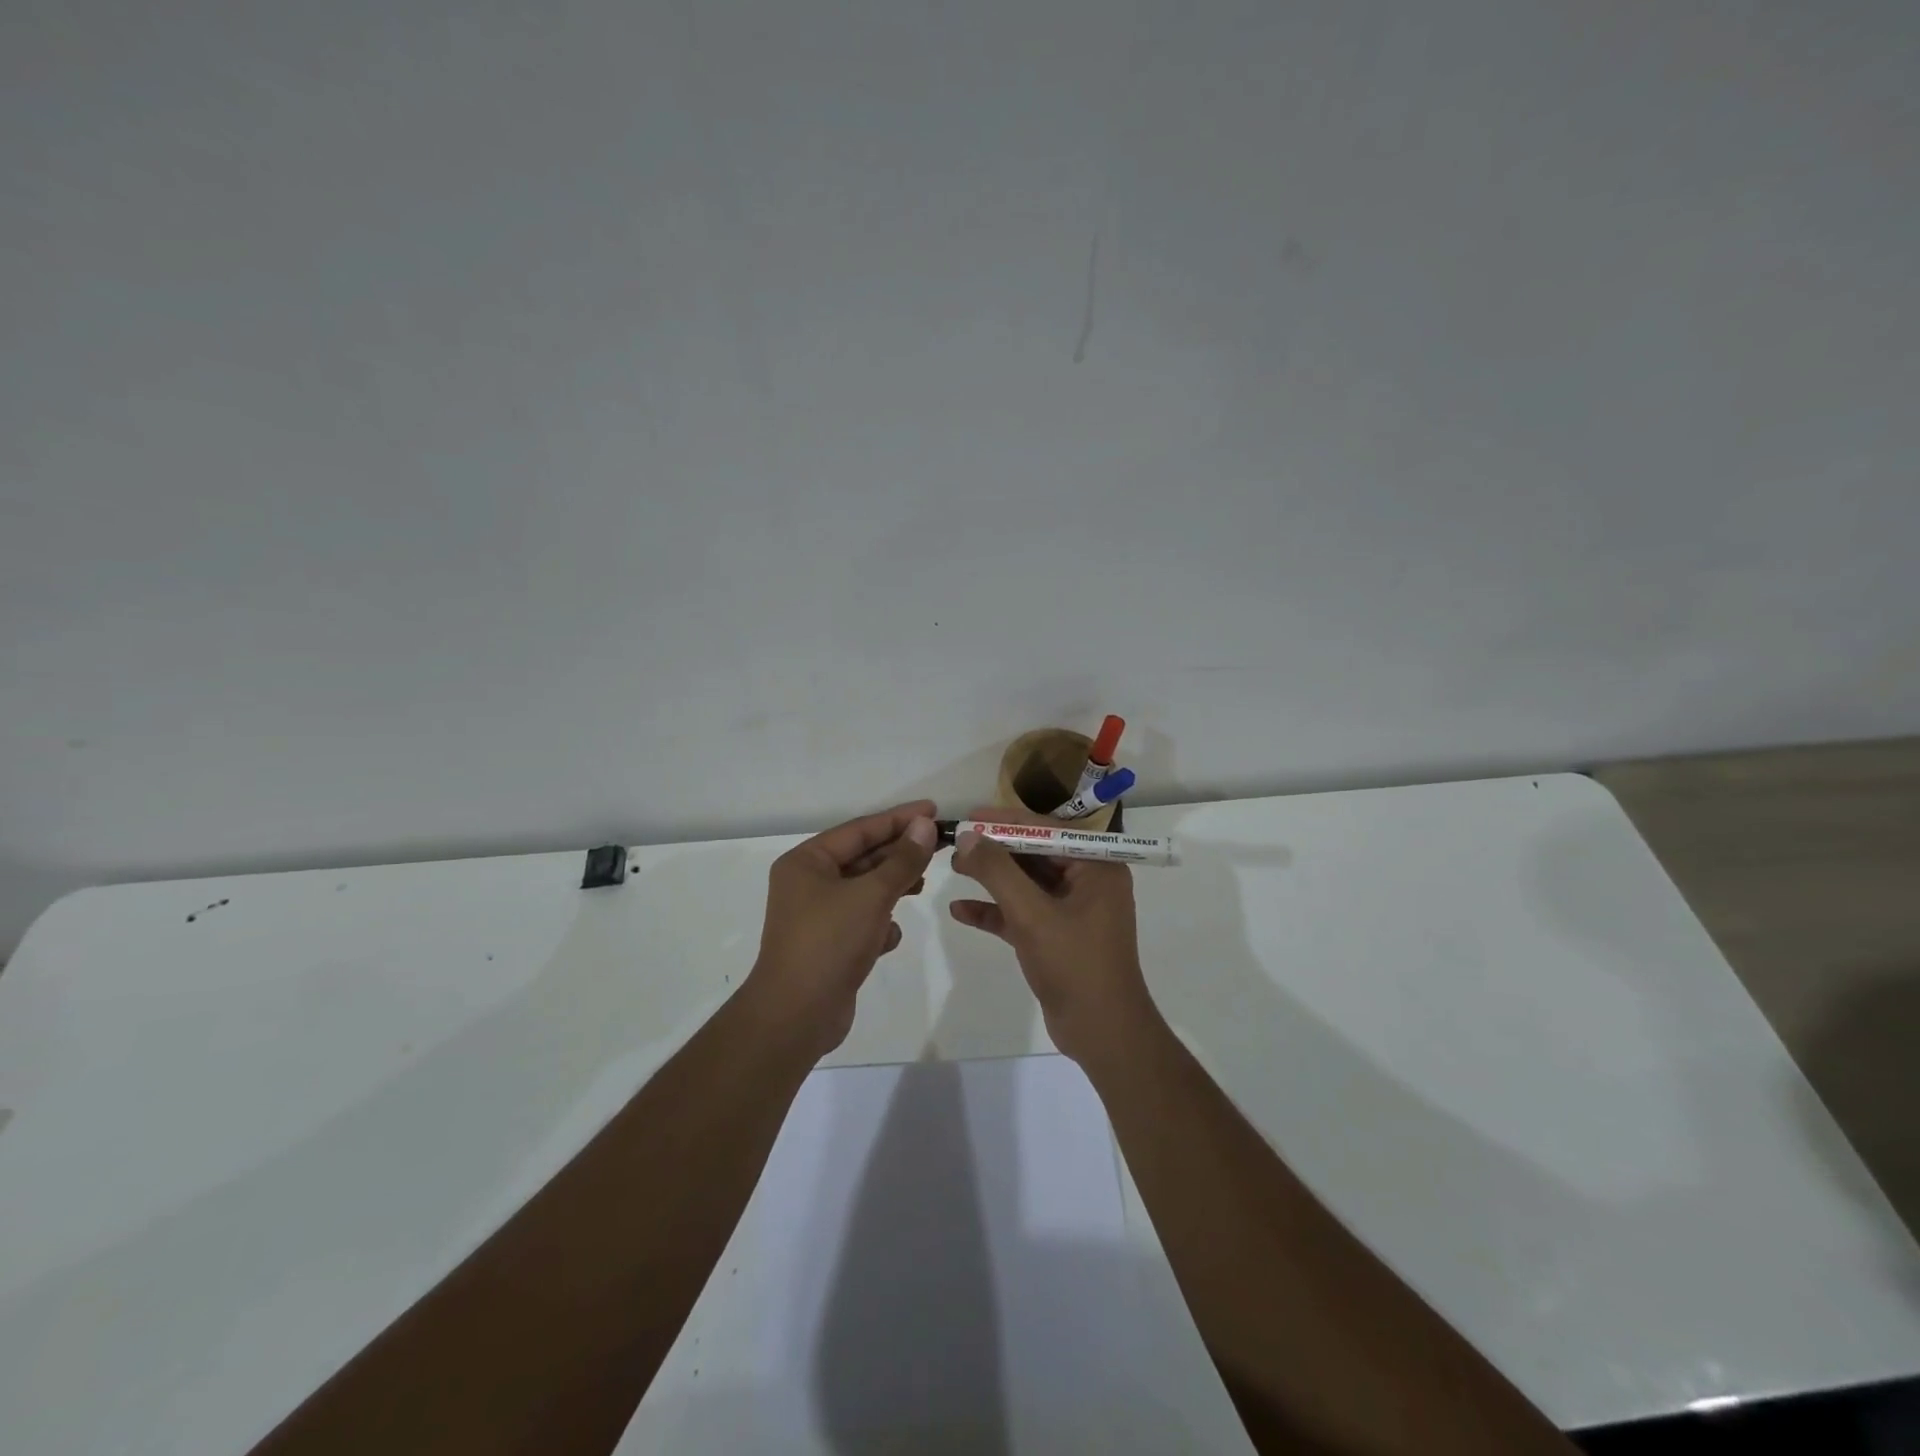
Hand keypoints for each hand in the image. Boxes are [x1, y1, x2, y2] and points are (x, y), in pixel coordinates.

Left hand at [747, 800, 938, 1058]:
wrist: (795, 1016)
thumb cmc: (829, 943)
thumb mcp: (872, 895)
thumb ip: (902, 860)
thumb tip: (924, 825)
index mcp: (807, 862)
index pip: (860, 829)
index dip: (899, 818)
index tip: (933, 810)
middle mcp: (808, 883)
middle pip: (862, 857)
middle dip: (899, 853)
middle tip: (939, 845)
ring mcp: (817, 916)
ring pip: (864, 890)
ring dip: (892, 887)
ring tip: (922, 884)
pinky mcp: (828, 945)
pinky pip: (860, 921)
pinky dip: (879, 924)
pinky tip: (890, 937)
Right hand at [948, 805, 1159, 1065]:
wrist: (1102, 1033)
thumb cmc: (1074, 964)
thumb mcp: (1031, 913)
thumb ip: (997, 871)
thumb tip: (968, 836)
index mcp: (1097, 867)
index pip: (1047, 830)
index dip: (1006, 821)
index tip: (970, 815)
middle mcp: (1088, 882)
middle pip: (1035, 855)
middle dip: (995, 850)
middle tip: (956, 842)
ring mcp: (1074, 911)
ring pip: (1027, 884)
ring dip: (992, 878)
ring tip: (953, 868)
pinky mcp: (1057, 937)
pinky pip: (1023, 914)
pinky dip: (995, 911)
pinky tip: (960, 911)